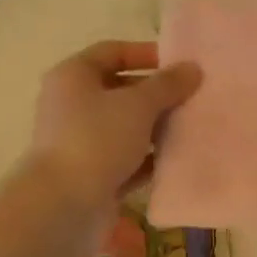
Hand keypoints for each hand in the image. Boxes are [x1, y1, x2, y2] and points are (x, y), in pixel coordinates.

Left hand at [28, 41, 201, 207]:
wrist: (64, 204)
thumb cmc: (97, 139)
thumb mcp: (138, 104)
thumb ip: (167, 85)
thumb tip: (192, 68)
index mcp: (74, 76)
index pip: (112, 52)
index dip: (145, 54)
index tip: (179, 64)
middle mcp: (72, 104)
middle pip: (120, 90)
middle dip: (156, 94)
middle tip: (191, 98)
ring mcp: (81, 141)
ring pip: (125, 126)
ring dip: (156, 127)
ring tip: (191, 127)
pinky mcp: (92, 173)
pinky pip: (126, 159)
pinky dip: (149, 158)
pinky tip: (177, 160)